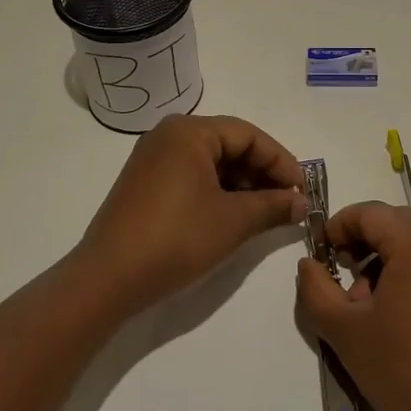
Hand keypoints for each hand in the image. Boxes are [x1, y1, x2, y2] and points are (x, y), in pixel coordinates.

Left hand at [79, 114, 306, 309]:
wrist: (108, 278)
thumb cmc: (176, 238)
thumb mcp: (233, 221)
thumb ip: (273, 206)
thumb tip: (302, 203)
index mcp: (189, 131)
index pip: (248, 135)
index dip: (280, 161)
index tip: (302, 189)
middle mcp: (168, 136)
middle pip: (229, 145)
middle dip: (262, 173)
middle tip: (288, 202)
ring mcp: (153, 160)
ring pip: (211, 163)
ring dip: (243, 185)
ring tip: (266, 213)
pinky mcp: (145, 185)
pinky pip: (192, 177)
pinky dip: (218, 193)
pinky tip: (235, 216)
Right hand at [295, 202, 410, 410]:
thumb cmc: (404, 370)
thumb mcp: (345, 331)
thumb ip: (316, 290)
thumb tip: (309, 264)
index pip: (369, 212)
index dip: (338, 227)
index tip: (321, 257)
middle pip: (393, 222)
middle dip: (362, 244)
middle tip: (342, 281)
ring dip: (384, 259)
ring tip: (367, 306)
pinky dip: (409, 271)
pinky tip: (396, 315)